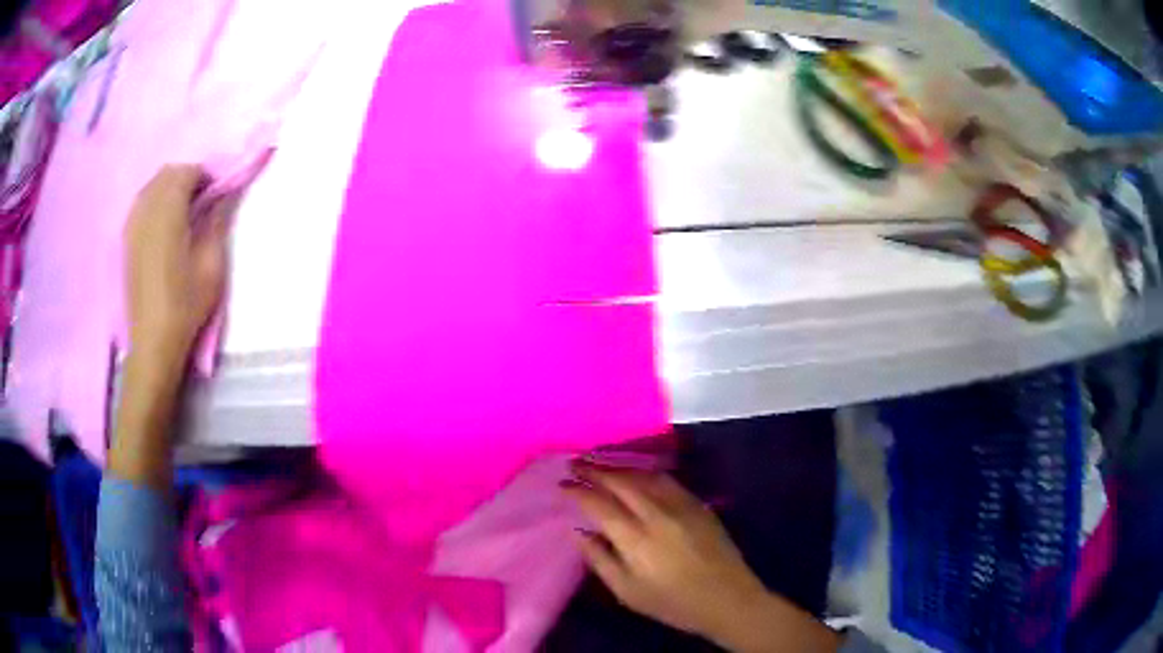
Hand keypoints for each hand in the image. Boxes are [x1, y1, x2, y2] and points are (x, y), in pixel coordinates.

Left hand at [125, 164, 228, 364]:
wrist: (152, 342)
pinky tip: (164, 223)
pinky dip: (155, 201)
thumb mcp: (212, 266)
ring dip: (170, 188)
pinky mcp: (126, 239)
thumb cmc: (185, 306)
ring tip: (184, 212)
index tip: (218, 193)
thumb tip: (224, 195)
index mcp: (168, 214)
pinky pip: (141, 203)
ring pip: (152, 186)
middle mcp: (146, 211)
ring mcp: (132, 225)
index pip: (187, 172)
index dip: (206, 176)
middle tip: (203, 200)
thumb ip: (217, 223)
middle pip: (167, 174)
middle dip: (188, 178)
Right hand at [562, 461, 841, 651]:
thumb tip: (578, 532)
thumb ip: (600, 560)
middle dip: (596, 469)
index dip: (578, 490)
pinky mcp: (699, 504)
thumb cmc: (673, 603)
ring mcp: (682, 505)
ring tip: (601, 464)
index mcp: (637, 538)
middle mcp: (658, 514)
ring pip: (645, 475)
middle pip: (622, 481)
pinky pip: (666, 479)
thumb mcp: (627, 592)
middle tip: (576, 463)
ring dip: (620, 467)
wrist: (728, 599)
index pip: (600, 504)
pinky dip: (645, 472)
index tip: (562, 484)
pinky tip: (637, 475)